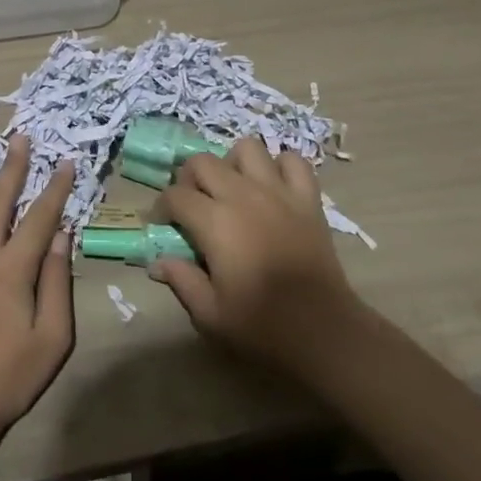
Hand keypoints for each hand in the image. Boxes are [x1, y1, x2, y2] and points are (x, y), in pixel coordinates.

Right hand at [151, 137, 361, 372]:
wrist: (323, 331)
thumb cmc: (262, 326)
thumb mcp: (210, 315)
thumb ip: (182, 281)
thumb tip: (156, 262)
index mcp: (215, 222)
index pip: (175, 196)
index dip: (161, 207)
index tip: (162, 224)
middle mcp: (242, 195)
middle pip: (203, 162)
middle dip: (189, 178)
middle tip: (192, 204)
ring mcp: (278, 192)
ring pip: (247, 148)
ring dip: (233, 164)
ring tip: (232, 189)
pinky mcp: (307, 198)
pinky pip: (293, 161)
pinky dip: (280, 166)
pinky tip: (273, 187)